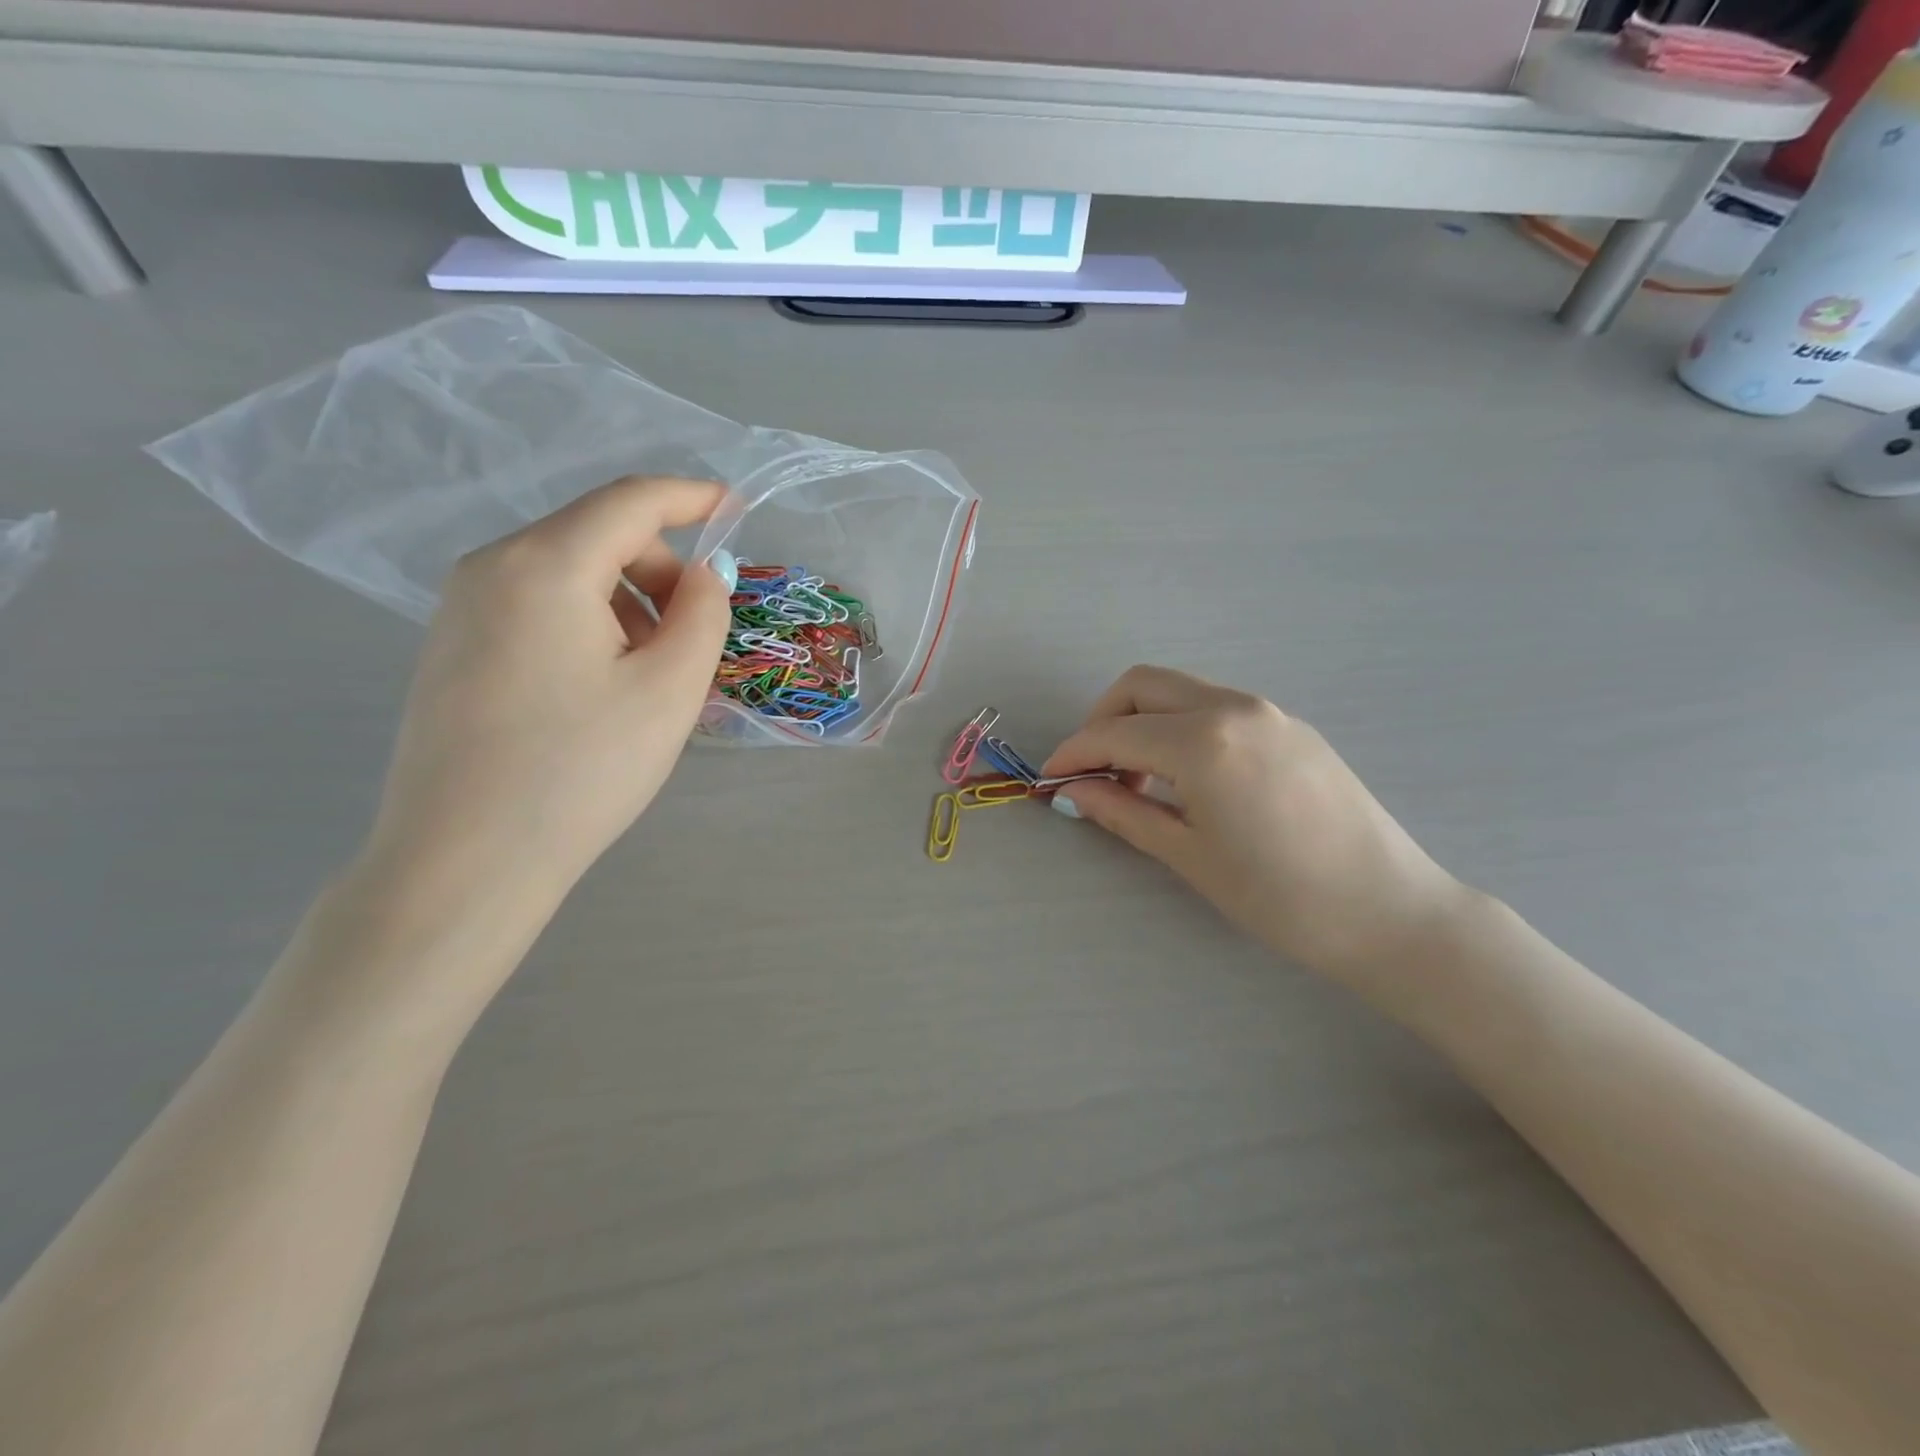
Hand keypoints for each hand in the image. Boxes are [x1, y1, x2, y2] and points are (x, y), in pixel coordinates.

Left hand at [362, 476, 734, 912]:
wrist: (465, 861)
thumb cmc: (580, 770)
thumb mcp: (669, 690)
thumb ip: (703, 615)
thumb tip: (703, 575)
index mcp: (544, 565)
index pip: (630, 501)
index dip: (690, 497)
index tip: (735, 507)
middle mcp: (491, 567)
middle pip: (596, 534)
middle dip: (660, 569)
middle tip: (695, 637)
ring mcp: (461, 607)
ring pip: (568, 572)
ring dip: (628, 601)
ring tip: (651, 675)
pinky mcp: (453, 647)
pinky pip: (538, 605)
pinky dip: (590, 622)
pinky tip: (603, 686)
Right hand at [1043, 665, 1468, 981]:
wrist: (1387, 910)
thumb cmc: (1278, 896)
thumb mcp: (1188, 855)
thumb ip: (1122, 811)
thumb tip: (1073, 791)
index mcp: (1202, 742)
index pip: (1113, 732)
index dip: (1073, 753)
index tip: (1052, 779)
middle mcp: (1232, 707)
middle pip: (1142, 686)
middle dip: (1103, 720)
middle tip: (1094, 772)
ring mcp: (1267, 711)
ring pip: (1180, 691)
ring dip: (1143, 721)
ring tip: (1139, 780)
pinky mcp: (1290, 725)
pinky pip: (1215, 706)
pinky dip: (1181, 726)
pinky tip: (1187, 776)